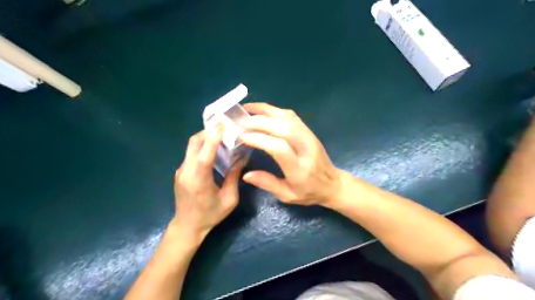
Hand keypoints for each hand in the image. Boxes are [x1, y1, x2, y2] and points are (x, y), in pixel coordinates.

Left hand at [173, 127, 243, 239]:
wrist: (187, 226)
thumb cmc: (210, 215)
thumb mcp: (229, 199)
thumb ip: (234, 177)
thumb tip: (241, 159)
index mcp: (199, 181)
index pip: (204, 155)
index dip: (212, 138)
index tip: (222, 125)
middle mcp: (186, 172)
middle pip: (194, 143)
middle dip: (208, 132)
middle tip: (224, 128)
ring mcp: (181, 171)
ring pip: (191, 146)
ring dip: (205, 138)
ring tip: (221, 137)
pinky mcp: (180, 171)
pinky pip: (191, 154)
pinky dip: (202, 147)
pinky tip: (213, 150)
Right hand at [240, 104, 341, 206]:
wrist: (332, 184)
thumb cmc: (309, 192)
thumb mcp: (287, 196)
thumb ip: (267, 183)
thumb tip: (246, 174)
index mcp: (299, 169)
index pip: (279, 148)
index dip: (259, 139)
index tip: (241, 137)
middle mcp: (306, 148)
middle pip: (283, 128)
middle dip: (259, 122)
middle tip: (239, 121)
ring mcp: (309, 137)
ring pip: (287, 117)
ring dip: (266, 111)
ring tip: (247, 109)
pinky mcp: (309, 131)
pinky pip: (291, 116)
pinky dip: (275, 111)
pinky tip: (262, 111)